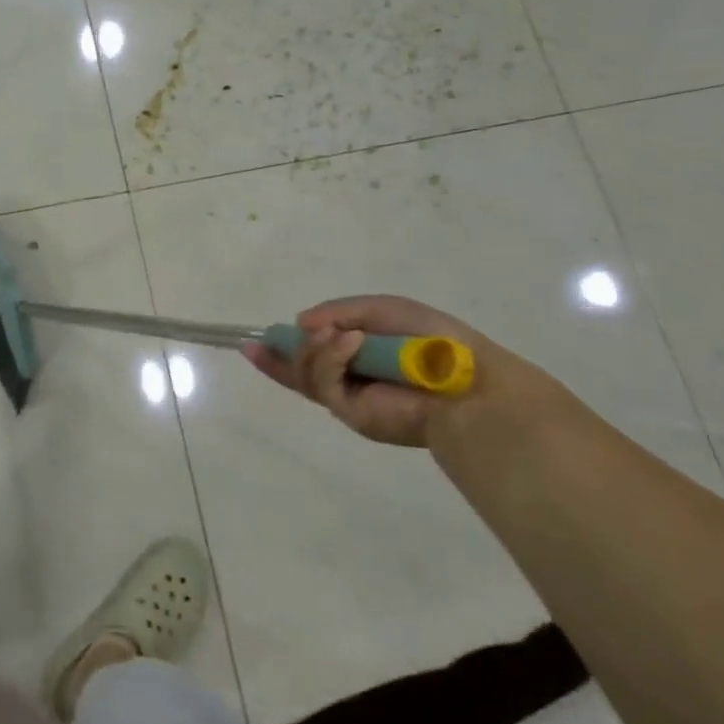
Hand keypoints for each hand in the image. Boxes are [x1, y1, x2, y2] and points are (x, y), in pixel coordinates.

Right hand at [241, 294, 536, 447]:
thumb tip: (300, 323)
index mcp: (361, 356)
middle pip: (300, 371)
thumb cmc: (432, 340)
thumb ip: (339, 311)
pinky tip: (349, 343)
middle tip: (256, 344)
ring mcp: (349, 399)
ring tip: (338, 334)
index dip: (284, 349)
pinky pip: (325, 383)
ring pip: (306, 374)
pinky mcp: (352, 414)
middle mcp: (351, 380)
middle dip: (277, 357)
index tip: (256, 340)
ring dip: (313, 348)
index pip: (314, 354)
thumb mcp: (381, 310)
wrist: (468, 383)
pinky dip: (331, 358)